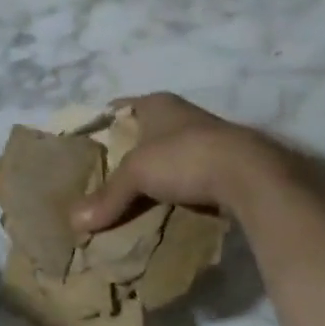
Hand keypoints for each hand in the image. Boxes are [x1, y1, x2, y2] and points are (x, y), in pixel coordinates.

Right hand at [72, 93, 301, 231]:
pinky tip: (164, 206)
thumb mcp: (137, 175)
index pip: (119, 108)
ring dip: (155, 172)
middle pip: (144, 132)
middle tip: (102, 176)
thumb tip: (74, 222)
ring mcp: (207, 139)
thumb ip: (107, 196)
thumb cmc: (184, 157)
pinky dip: (177, 188)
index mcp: (157, 103)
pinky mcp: (225, 164)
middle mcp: (182, 114)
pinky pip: (190, 175)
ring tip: (130, 195)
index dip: (101, 124)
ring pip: (168, 155)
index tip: (84, 147)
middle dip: (126, 153)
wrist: (250, 176)